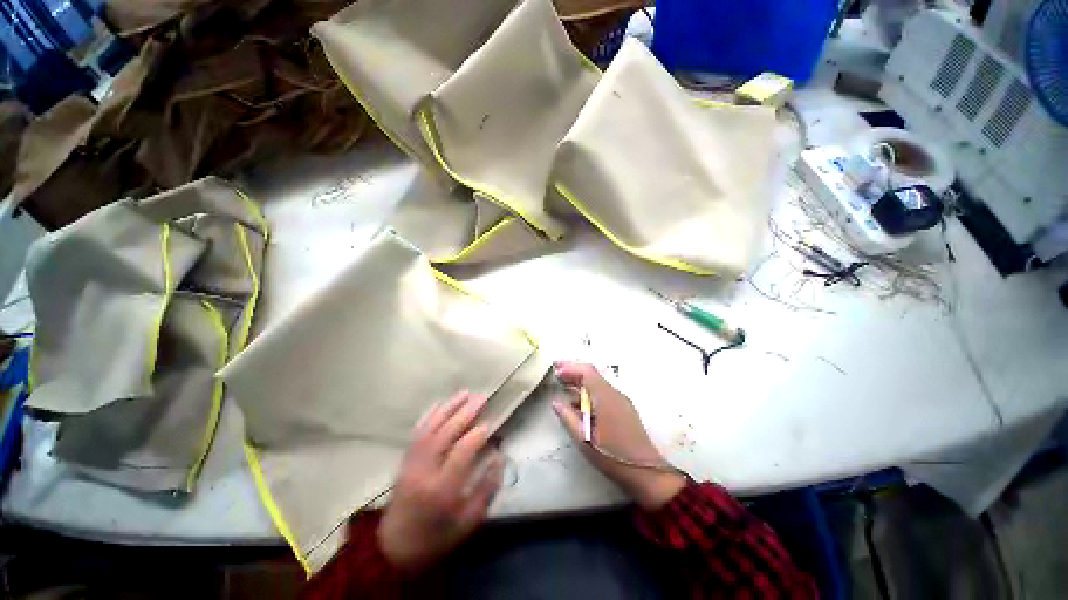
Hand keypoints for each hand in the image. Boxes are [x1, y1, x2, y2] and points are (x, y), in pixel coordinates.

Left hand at [378, 391, 504, 572]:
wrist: (395, 549)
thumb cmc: (438, 538)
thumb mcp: (469, 522)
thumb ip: (487, 488)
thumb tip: (499, 457)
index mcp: (442, 490)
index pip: (461, 453)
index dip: (476, 435)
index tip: (490, 424)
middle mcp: (424, 472)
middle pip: (445, 434)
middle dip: (465, 413)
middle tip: (482, 398)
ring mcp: (411, 464)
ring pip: (431, 427)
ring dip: (449, 408)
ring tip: (466, 393)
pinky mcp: (405, 461)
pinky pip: (417, 432)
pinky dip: (430, 415)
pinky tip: (440, 403)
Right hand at [552, 361, 685, 510]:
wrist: (647, 473)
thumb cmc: (612, 456)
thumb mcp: (584, 439)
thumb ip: (568, 418)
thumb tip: (556, 401)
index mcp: (605, 397)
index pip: (587, 372)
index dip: (570, 368)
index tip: (556, 372)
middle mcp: (615, 394)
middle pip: (592, 375)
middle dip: (574, 373)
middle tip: (557, 375)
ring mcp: (621, 401)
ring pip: (598, 384)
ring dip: (581, 384)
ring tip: (564, 390)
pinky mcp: (624, 409)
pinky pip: (604, 394)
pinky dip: (589, 394)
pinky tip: (580, 405)